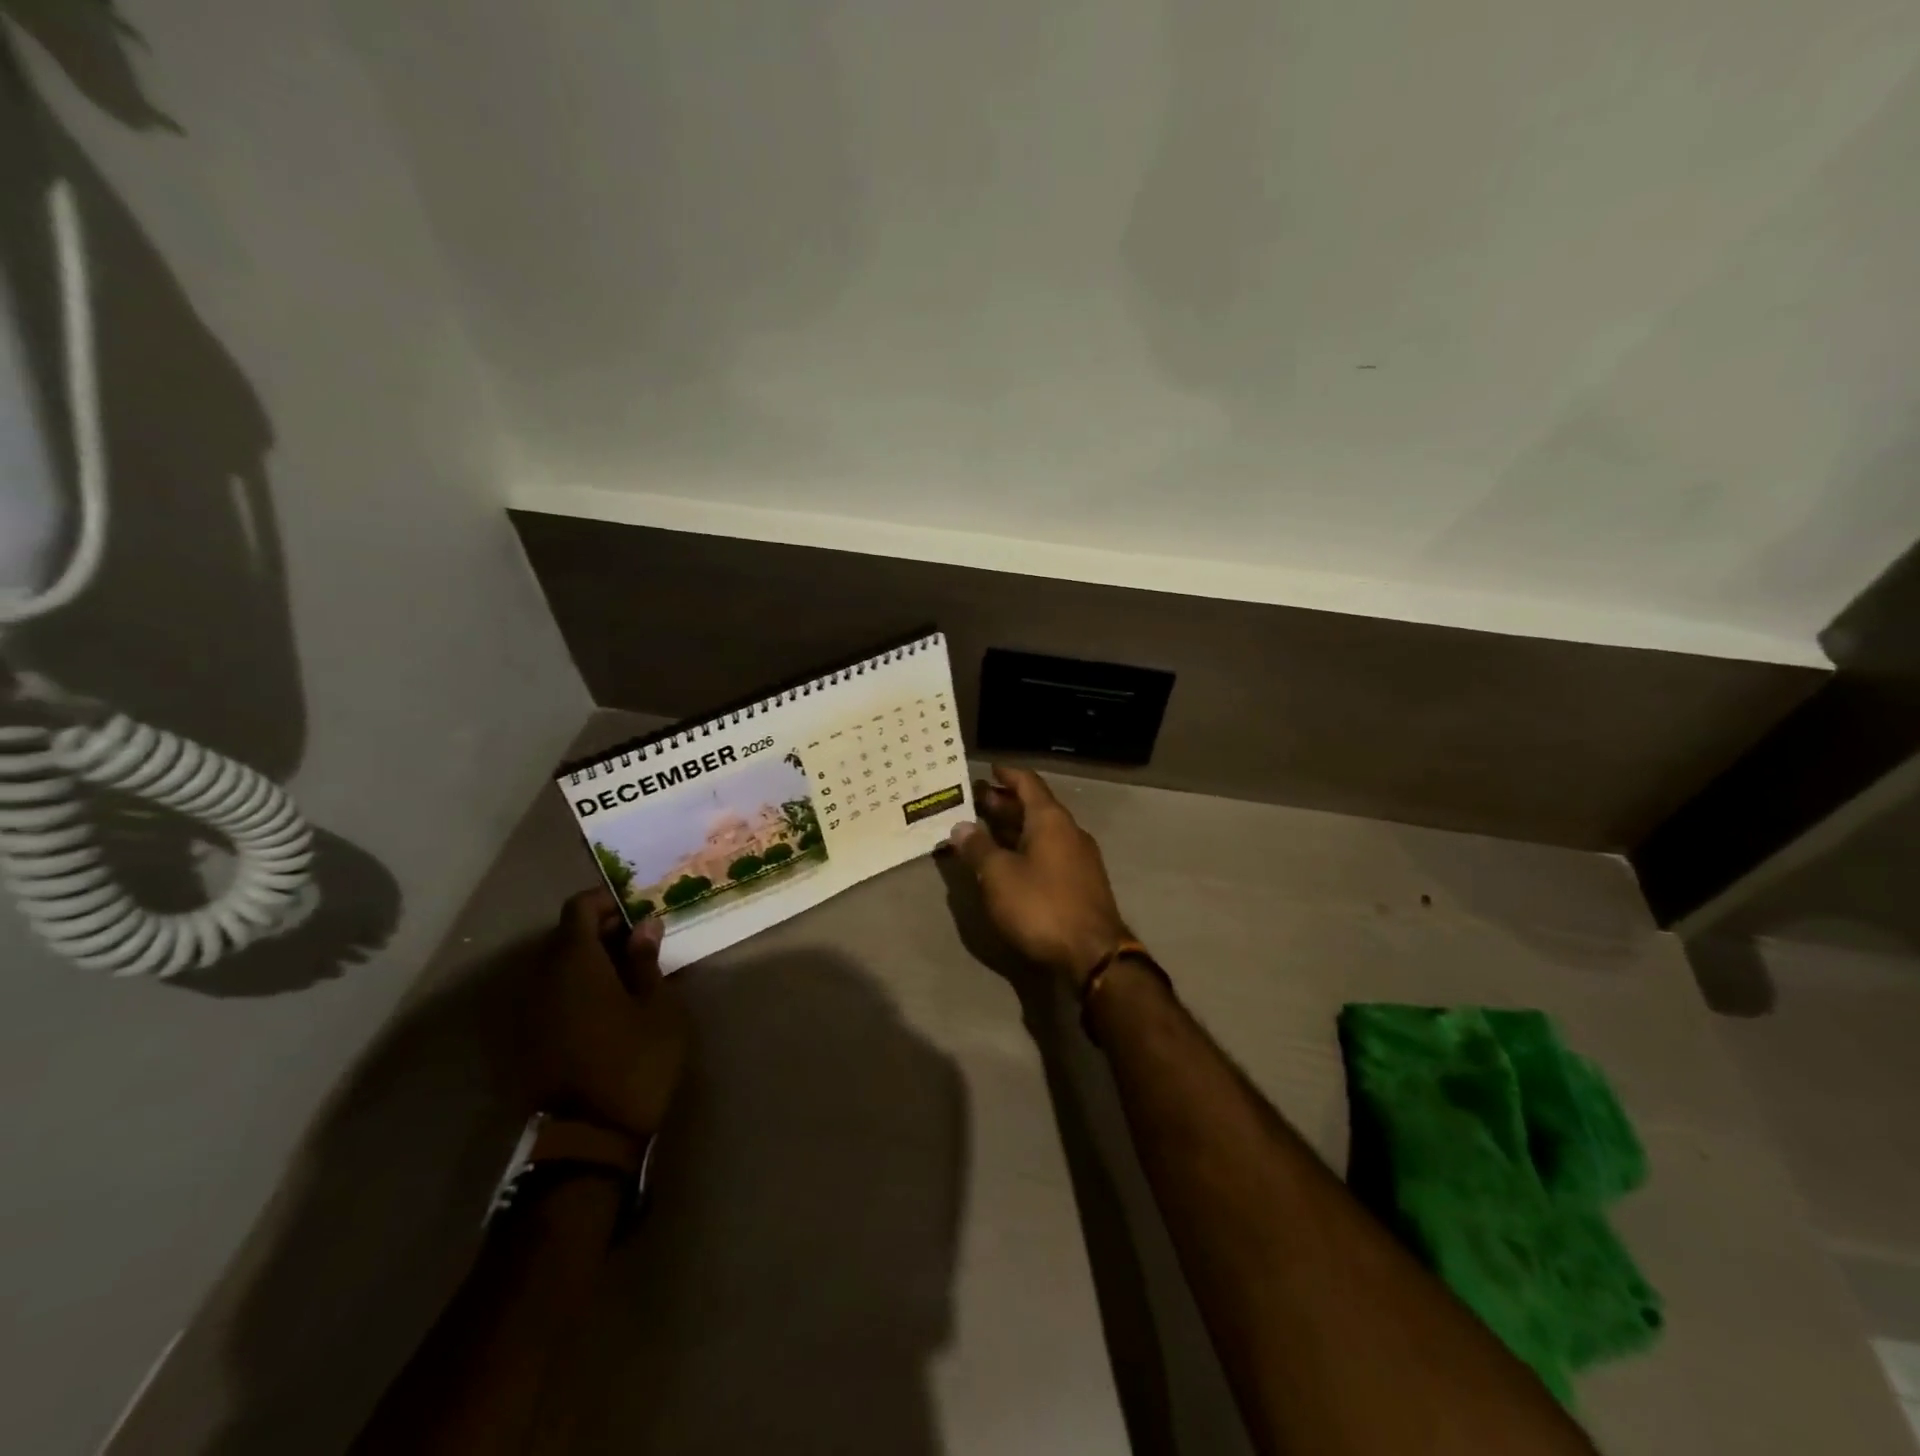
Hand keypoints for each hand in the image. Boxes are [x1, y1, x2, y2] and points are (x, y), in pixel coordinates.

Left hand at [526, 890, 689, 1144]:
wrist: (588, 1140)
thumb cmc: (634, 1062)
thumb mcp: (657, 1007)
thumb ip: (645, 961)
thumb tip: (643, 924)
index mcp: (574, 963)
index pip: (578, 909)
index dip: (607, 900)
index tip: (638, 907)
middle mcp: (541, 979)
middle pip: (565, 935)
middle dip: (601, 929)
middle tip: (640, 940)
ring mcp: (528, 1011)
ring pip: (556, 966)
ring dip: (588, 959)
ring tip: (627, 972)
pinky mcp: (526, 1039)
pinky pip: (550, 994)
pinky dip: (575, 986)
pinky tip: (605, 1004)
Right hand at [948, 766, 1129, 989]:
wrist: (1093, 953)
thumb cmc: (1041, 905)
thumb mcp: (998, 875)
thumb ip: (978, 848)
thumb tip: (961, 827)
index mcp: (1051, 820)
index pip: (1028, 783)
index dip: (1007, 775)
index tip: (989, 769)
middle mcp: (1069, 831)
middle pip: (1035, 807)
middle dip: (1005, 803)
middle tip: (976, 801)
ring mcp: (1079, 858)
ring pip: (1042, 832)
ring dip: (1014, 828)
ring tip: (985, 831)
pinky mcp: (1081, 883)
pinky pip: (1049, 853)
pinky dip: (1026, 849)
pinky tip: (1009, 862)